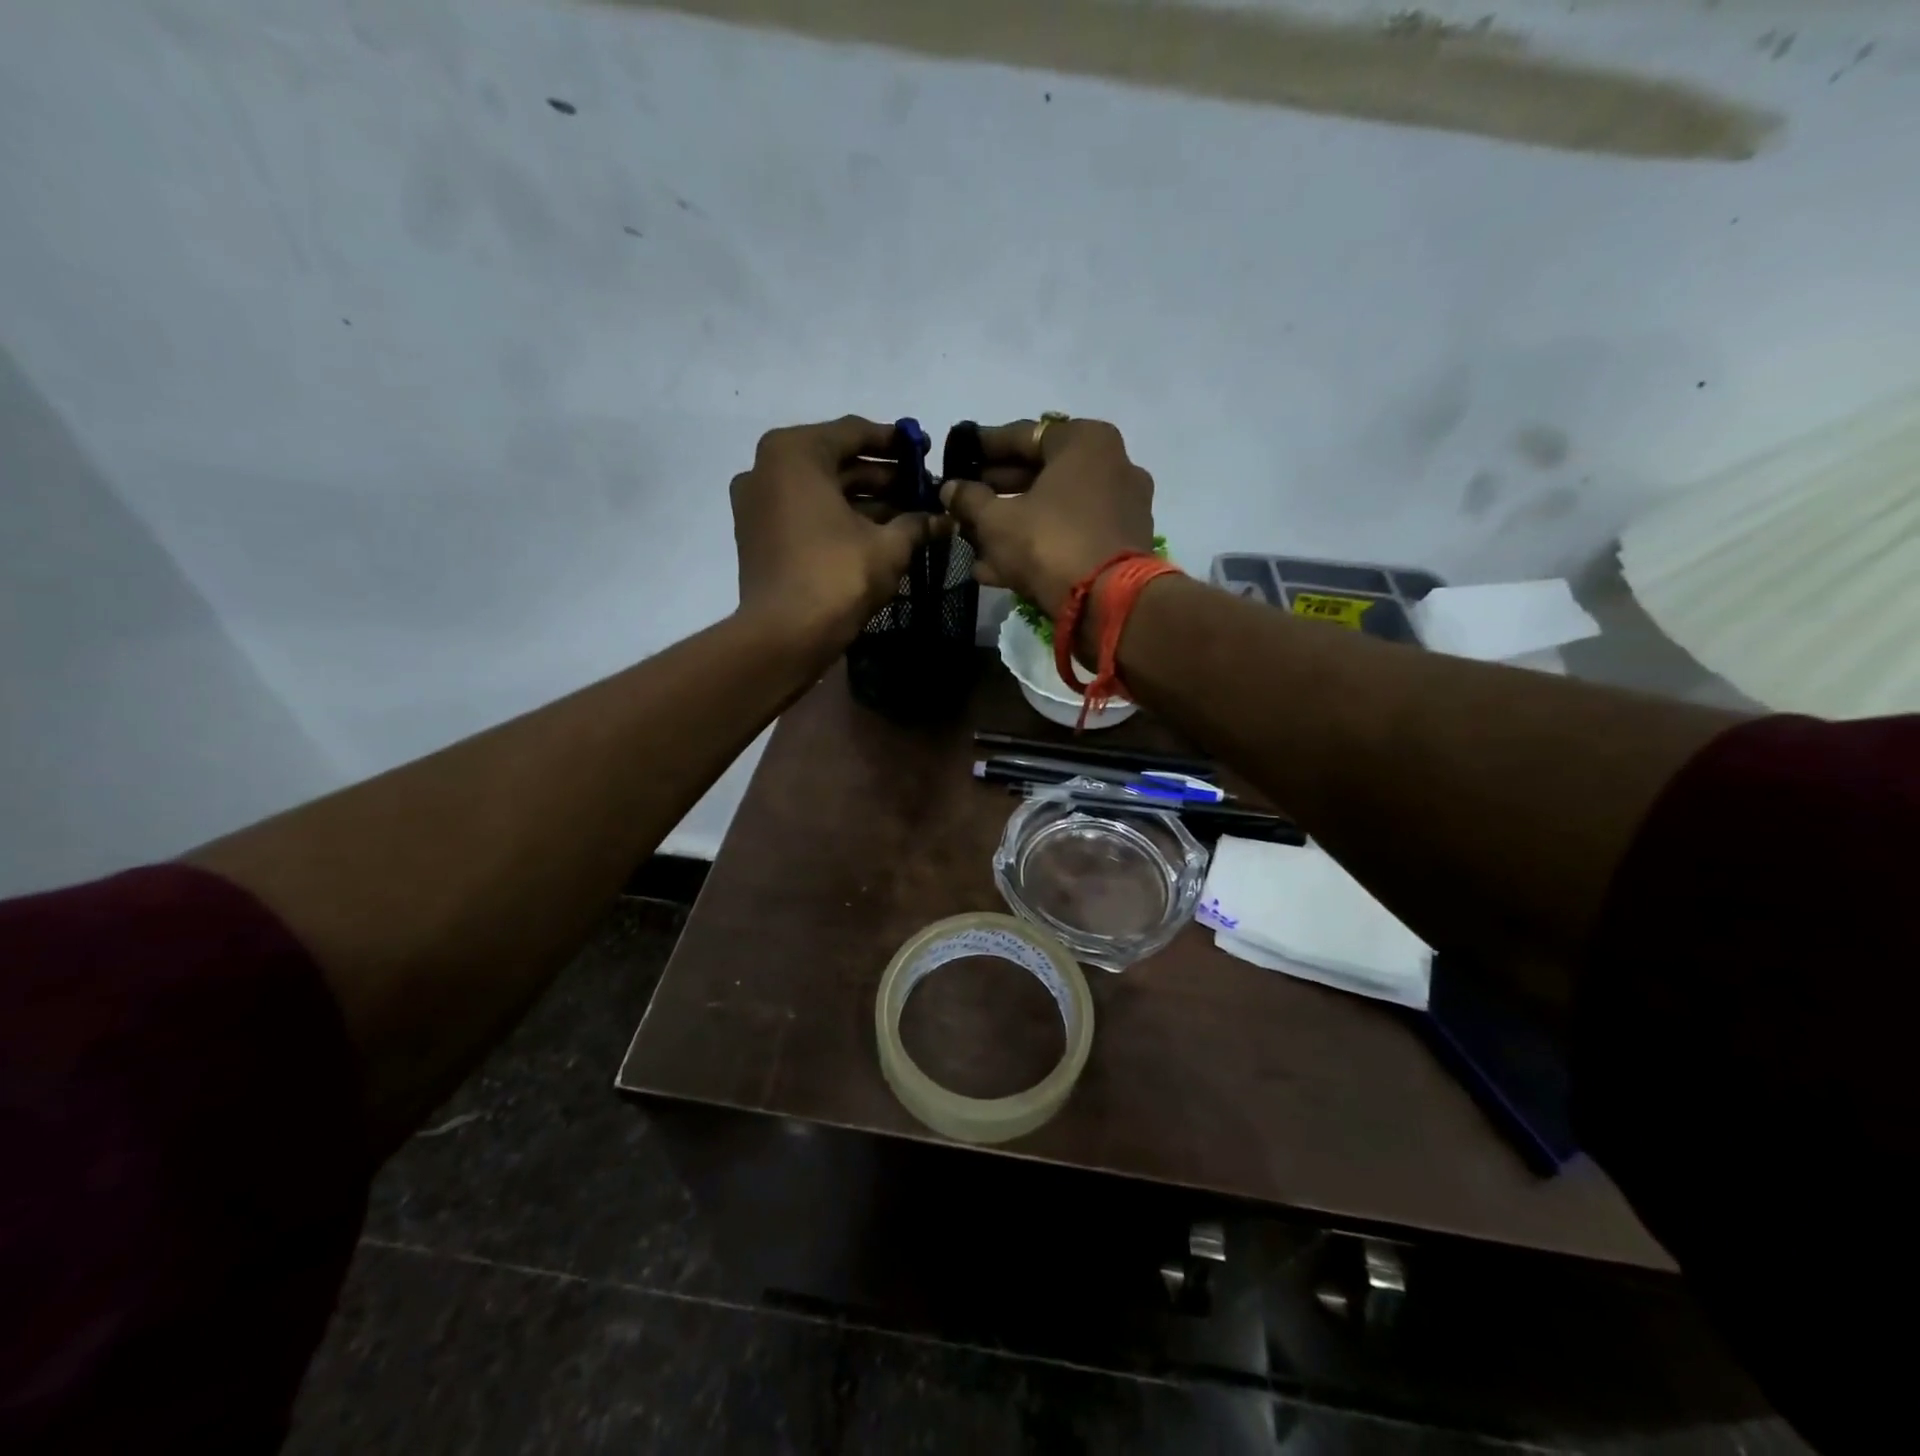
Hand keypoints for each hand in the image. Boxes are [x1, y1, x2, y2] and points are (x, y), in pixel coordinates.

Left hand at [730, 416, 942, 647]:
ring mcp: (758, 504)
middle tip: (922, 489)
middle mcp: (768, 469)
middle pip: (836, 463)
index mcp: (795, 453)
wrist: (784, 636)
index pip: (854, 432)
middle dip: (882, 476)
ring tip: (908, 515)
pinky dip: (838, 520)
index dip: (895, 443)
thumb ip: (917, 523)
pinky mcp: (759, 537)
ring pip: (822, 492)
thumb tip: (944, 519)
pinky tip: (877, 535)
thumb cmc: (837, 576)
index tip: (924, 450)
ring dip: (864, 501)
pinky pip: (806, 515)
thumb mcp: (889, 546)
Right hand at [939, 418, 1154, 619]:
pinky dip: (1038, 545)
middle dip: (998, 491)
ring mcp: (1121, 509)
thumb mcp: (996, 521)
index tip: (959, 455)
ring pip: (1055, 510)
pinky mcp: (1122, 547)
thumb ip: (969, 500)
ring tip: (972, 539)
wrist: (1108, 604)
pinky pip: (1071, 536)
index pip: (1024, 435)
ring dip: (1013, 524)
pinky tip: (995, 567)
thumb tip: (949, 489)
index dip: (985, 447)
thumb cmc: (1049, 543)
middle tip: (964, 500)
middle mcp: (1112, 466)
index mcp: (1086, 442)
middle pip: (1042, 474)